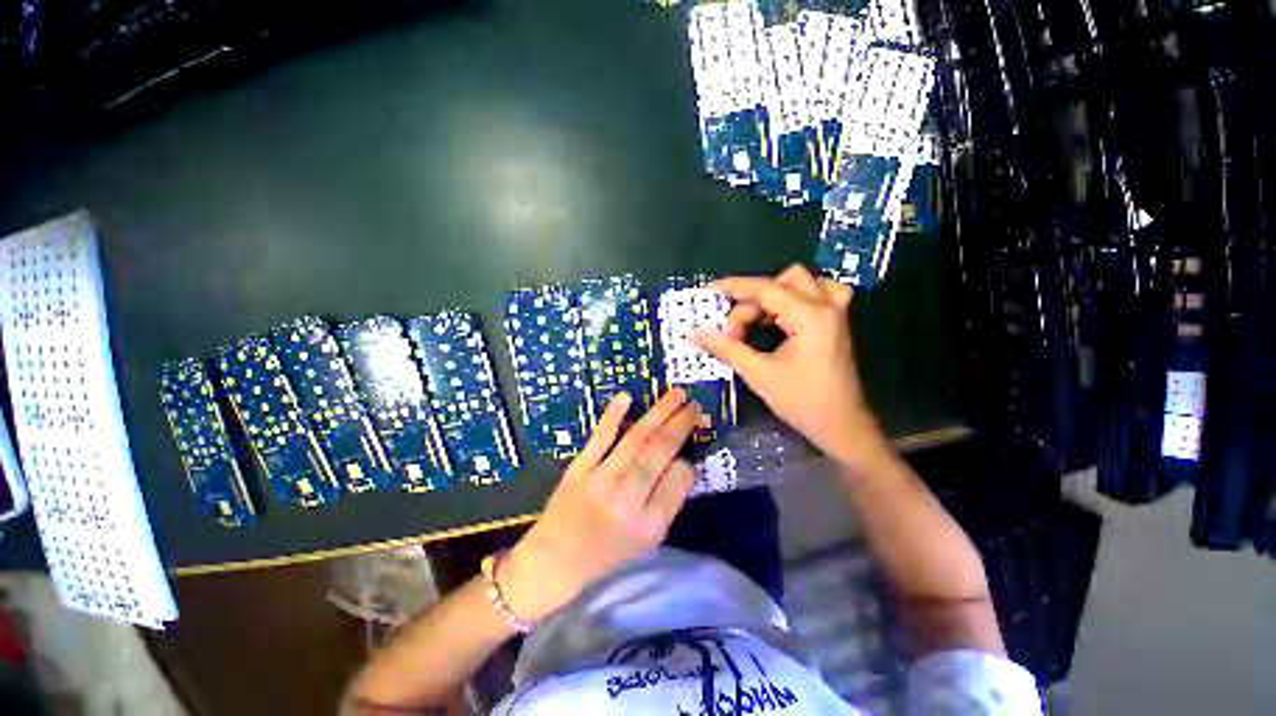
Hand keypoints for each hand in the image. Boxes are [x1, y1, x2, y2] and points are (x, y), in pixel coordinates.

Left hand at [497, 389, 701, 621]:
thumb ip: (669, 503)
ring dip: (659, 412)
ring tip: (677, 394)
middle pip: (660, 452)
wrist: (555, 559)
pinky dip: (613, 415)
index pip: (679, 480)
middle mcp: (627, 499)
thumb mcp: (648, 541)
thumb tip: (685, 464)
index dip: (688, 461)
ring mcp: (601, 479)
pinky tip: (627, 396)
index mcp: (648, 524)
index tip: (690, 451)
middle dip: (681, 424)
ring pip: (637, 438)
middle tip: (695, 405)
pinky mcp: (579, 467)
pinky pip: (600, 437)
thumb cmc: (608, 552)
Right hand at [693, 264, 886, 467]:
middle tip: (738, 329)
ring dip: (775, 296)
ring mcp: (835, 313)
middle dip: (755, 299)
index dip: (735, 288)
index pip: (766, 289)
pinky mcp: (836, 323)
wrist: (842, 426)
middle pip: (784, 280)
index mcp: (809, 316)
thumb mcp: (758, 373)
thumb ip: (726, 348)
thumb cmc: (801, 401)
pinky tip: (782, 318)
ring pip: (802, 283)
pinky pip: (818, 293)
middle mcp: (826, 306)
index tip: (710, 293)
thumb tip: (696, 333)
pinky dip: (795, 298)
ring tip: (758, 322)